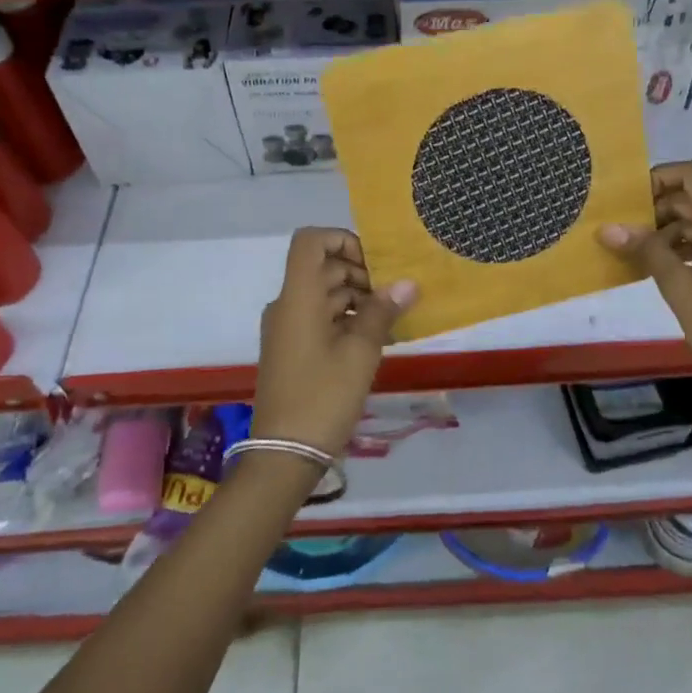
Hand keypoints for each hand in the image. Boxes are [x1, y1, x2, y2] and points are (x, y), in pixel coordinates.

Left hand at [254, 228, 416, 457]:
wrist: (284, 453)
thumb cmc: (323, 396)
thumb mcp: (361, 352)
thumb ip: (383, 311)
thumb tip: (407, 283)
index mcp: (298, 297)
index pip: (311, 241)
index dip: (342, 239)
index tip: (374, 263)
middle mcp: (287, 305)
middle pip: (322, 267)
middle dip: (361, 273)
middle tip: (394, 297)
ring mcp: (287, 328)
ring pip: (324, 293)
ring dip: (358, 298)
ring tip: (391, 320)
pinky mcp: (292, 348)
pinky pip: (320, 317)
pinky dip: (346, 318)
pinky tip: (375, 338)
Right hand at [599, 160, 691, 410]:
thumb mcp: (678, 287)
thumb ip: (646, 251)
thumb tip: (608, 228)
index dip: (660, 176)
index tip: (630, 199)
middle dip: (655, 208)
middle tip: (621, 230)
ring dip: (667, 229)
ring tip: (634, 252)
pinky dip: (684, 245)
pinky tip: (660, 267)